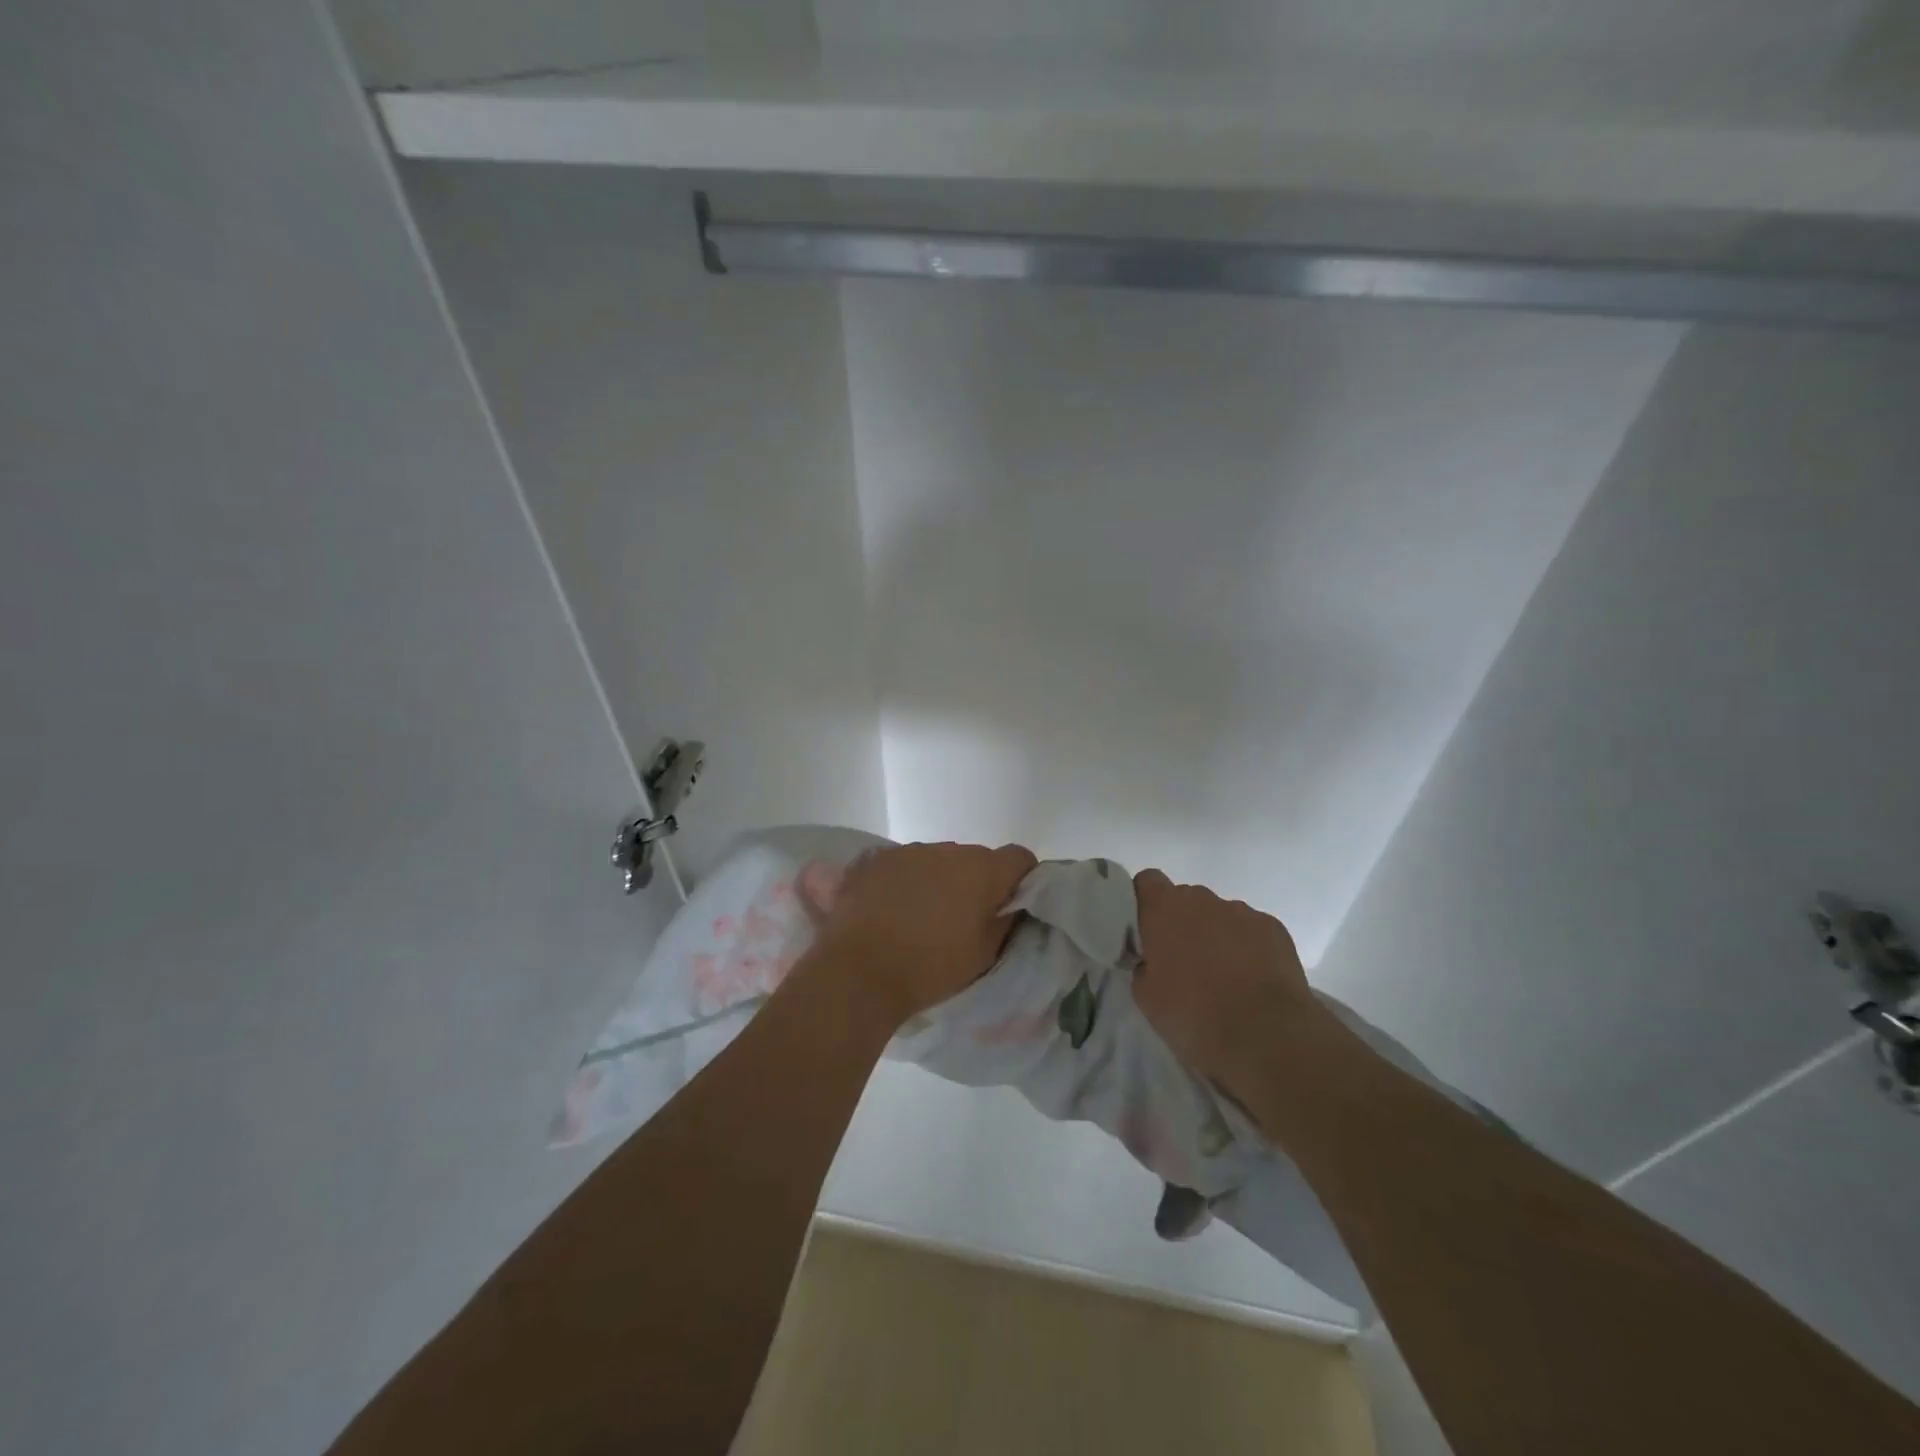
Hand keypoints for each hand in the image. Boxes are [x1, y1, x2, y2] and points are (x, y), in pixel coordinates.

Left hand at [814, 841, 1036, 1028]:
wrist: (858, 970)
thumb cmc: (930, 967)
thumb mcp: (984, 954)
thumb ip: (1005, 920)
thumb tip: (1010, 904)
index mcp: (982, 870)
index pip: (1019, 858)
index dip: (1022, 880)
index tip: (1011, 906)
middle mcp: (948, 849)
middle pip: (977, 859)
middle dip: (977, 882)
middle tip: (966, 918)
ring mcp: (909, 851)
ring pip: (939, 860)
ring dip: (940, 879)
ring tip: (924, 916)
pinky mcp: (876, 859)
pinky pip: (905, 864)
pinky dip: (907, 881)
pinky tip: (893, 909)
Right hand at [1131, 869, 1317, 1097]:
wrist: (1264, 1036)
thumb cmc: (1193, 1016)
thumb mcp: (1146, 997)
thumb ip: (1144, 966)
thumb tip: (1153, 961)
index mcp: (1164, 910)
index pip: (1148, 881)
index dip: (1146, 901)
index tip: (1147, 930)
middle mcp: (1202, 900)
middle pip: (1185, 899)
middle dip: (1182, 923)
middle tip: (1184, 963)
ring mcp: (1242, 912)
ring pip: (1220, 915)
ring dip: (1216, 936)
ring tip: (1224, 977)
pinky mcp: (1274, 928)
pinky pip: (1251, 930)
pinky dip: (1248, 947)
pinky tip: (1252, 980)